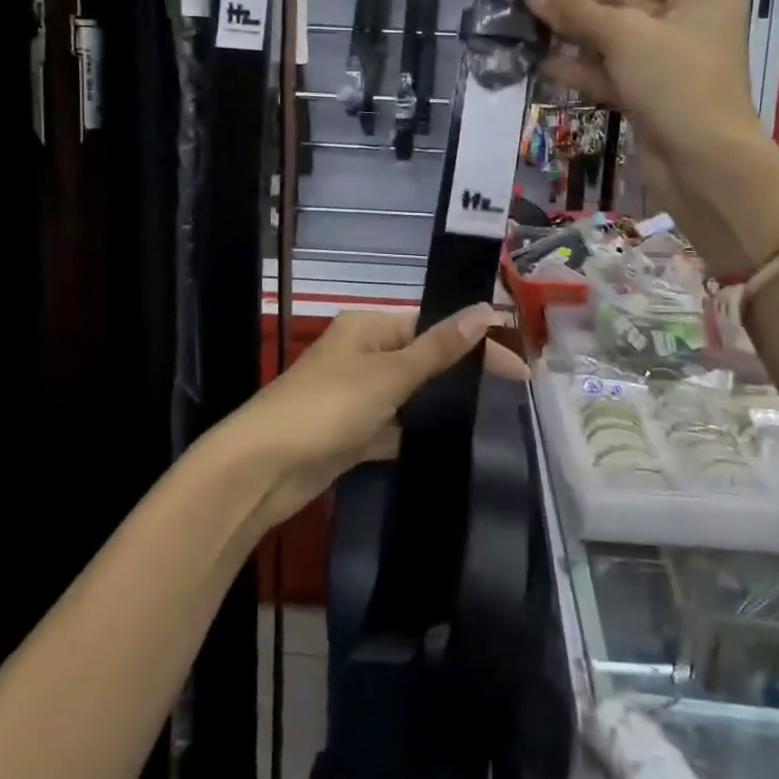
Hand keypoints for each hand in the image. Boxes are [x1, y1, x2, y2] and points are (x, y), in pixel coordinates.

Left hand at [229, 306, 528, 528]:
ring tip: (489, 414)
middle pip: (421, 357)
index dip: (473, 341)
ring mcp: (354, 396)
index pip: (431, 326)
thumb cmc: (328, 408)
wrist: (262, 469)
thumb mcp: (389, 374)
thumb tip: (486, 309)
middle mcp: (360, 354)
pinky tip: (445, 441)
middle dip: (459, 371)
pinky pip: (392, 426)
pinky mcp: (349, 434)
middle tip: (510, 389)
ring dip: (437, 402)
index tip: (515, 365)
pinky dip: (413, 432)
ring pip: (407, 394)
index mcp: (367, 328)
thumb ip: (439, 347)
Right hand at [518, 0, 774, 247]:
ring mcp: (668, 63)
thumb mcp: (624, 36)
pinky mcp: (650, 96)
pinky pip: (611, 72)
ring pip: (613, 40)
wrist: (704, 163)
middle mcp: (687, 23)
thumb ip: (574, 10)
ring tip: (527, 24)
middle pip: (624, 1)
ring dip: (573, 34)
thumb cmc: (676, 82)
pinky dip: (582, 69)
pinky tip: (544, 63)